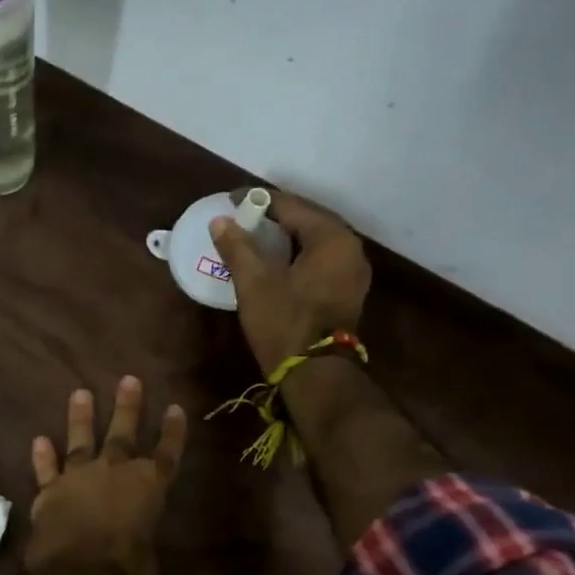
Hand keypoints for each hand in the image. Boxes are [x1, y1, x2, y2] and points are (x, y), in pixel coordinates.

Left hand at [10, 377, 186, 574]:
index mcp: (150, 492)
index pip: (167, 455)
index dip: (173, 432)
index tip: (176, 408)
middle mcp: (116, 476)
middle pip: (125, 434)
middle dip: (128, 407)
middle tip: (129, 379)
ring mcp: (78, 480)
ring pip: (81, 440)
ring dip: (80, 418)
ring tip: (79, 392)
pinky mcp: (48, 493)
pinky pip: (45, 470)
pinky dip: (41, 457)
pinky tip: (37, 439)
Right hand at [210, 191, 371, 374]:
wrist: (314, 374)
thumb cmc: (284, 323)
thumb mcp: (254, 282)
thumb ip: (237, 247)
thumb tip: (221, 220)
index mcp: (331, 238)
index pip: (291, 205)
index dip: (259, 200)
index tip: (231, 199)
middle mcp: (350, 247)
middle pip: (308, 220)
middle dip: (274, 216)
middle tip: (243, 215)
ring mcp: (353, 271)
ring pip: (315, 241)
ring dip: (287, 235)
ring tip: (255, 236)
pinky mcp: (347, 291)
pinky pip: (320, 259)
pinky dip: (298, 254)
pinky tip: (276, 260)